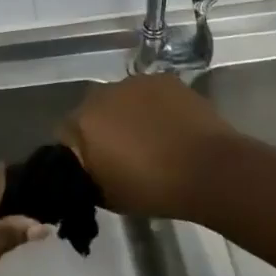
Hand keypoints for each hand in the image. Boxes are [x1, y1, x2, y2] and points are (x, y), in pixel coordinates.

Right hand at [60, 75, 235, 221]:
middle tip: (122, 153)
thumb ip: (88, 177)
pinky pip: (148, 93)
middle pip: (92, 111)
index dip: (78, 152)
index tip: (94, 168)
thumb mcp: (108, 197)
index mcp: (83, 123)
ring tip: (150, 138)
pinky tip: (170, 125)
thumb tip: (85, 170)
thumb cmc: (154, 189)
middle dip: (102, 129)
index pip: (65, 134)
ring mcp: (134, 82)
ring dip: (127, 114)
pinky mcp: (162, 78)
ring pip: (120, 99)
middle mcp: (101, 94)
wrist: (210, 170)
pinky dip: (153, 106)